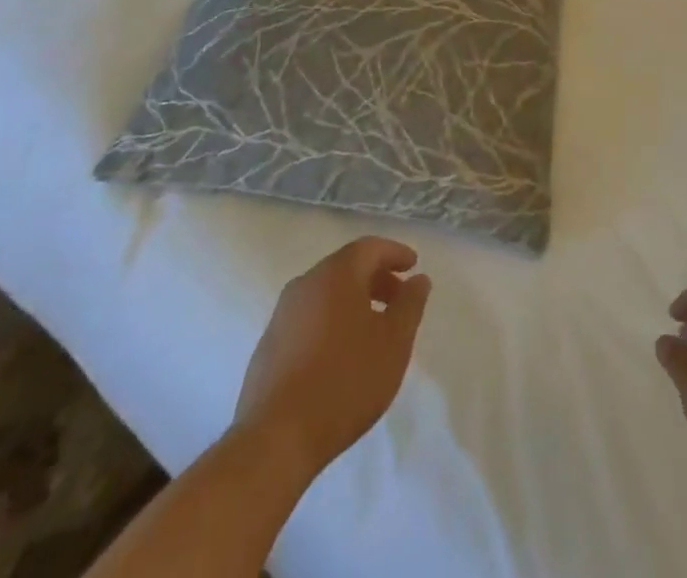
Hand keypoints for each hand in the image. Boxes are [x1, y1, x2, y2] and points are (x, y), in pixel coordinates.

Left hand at [234, 237, 431, 482]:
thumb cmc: (345, 382)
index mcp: (336, 274)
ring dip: (353, 301)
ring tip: (373, 328)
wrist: (275, 439)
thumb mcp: (394, 342)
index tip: (413, 266)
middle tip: (398, 299)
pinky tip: (340, 353)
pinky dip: (331, 321)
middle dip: (376, 278)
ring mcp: (282, 315)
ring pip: (325, 293)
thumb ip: (410, 304)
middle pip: (346, 268)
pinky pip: (308, 318)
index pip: (370, 248)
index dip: (395, 253)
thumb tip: (418, 279)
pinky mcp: (268, 346)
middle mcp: (305, 284)